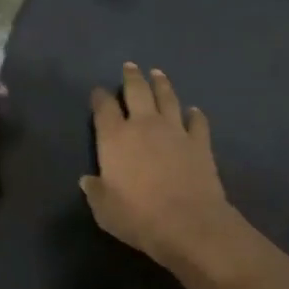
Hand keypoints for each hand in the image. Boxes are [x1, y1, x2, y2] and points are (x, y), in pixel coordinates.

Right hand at [82, 63, 241, 269]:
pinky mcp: (200, 142)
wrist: (187, 222)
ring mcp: (175, 130)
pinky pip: (197, 122)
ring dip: (161, 85)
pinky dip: (195, 115)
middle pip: (137, 92)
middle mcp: (144, 125)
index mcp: (115, 138)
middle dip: (132, 77)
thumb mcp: (104, 210)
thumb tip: (88, 180)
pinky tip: (194, 111)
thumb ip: (95, 191)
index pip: (103, 108)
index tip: (98, 92)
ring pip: (167, 98)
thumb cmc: (138, 217)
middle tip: (130, 66)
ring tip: (158, 74)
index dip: (99, 98)